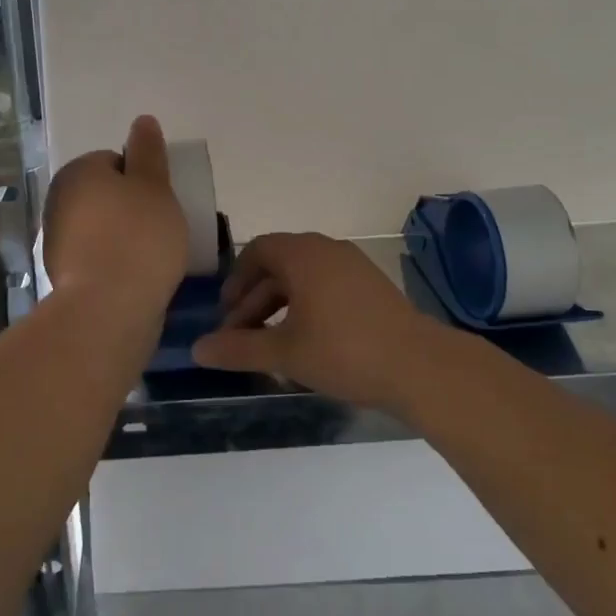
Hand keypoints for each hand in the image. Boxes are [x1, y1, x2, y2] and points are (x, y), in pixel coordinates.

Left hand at [41, 116, 188, 317]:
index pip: (115, 161)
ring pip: (101, 227)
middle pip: (106, 194)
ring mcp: (57, 240)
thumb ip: (148, 152)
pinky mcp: (63, 275)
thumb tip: (142, 120)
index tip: (162, 200)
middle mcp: (59, 200)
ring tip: (154, 255)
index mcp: (78, 172)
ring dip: (123, 235)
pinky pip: (97, 257)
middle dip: (131, 207)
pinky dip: (114, 262)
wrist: (108, 309)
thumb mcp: (155, 185)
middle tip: (162, 226)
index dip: (143, 178)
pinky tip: (136, 276)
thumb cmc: (138, 237)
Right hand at [192, 232, 452, 414]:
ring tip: (270, 343)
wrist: (418, 365)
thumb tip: (197, 350)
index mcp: (303, 254)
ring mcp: (353, 266)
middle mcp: (327, 250)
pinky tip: (305, 342)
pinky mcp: (371, 286)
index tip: (226, 313)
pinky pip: (326, 286)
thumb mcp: (284, 353)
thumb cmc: (344, 351)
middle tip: (240, 335)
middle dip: (255, 298)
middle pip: (279, 264)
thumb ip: (238, 349)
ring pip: (304, 277)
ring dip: (280, 304)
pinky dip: (306, 306)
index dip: (236, 280)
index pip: (258, 250)